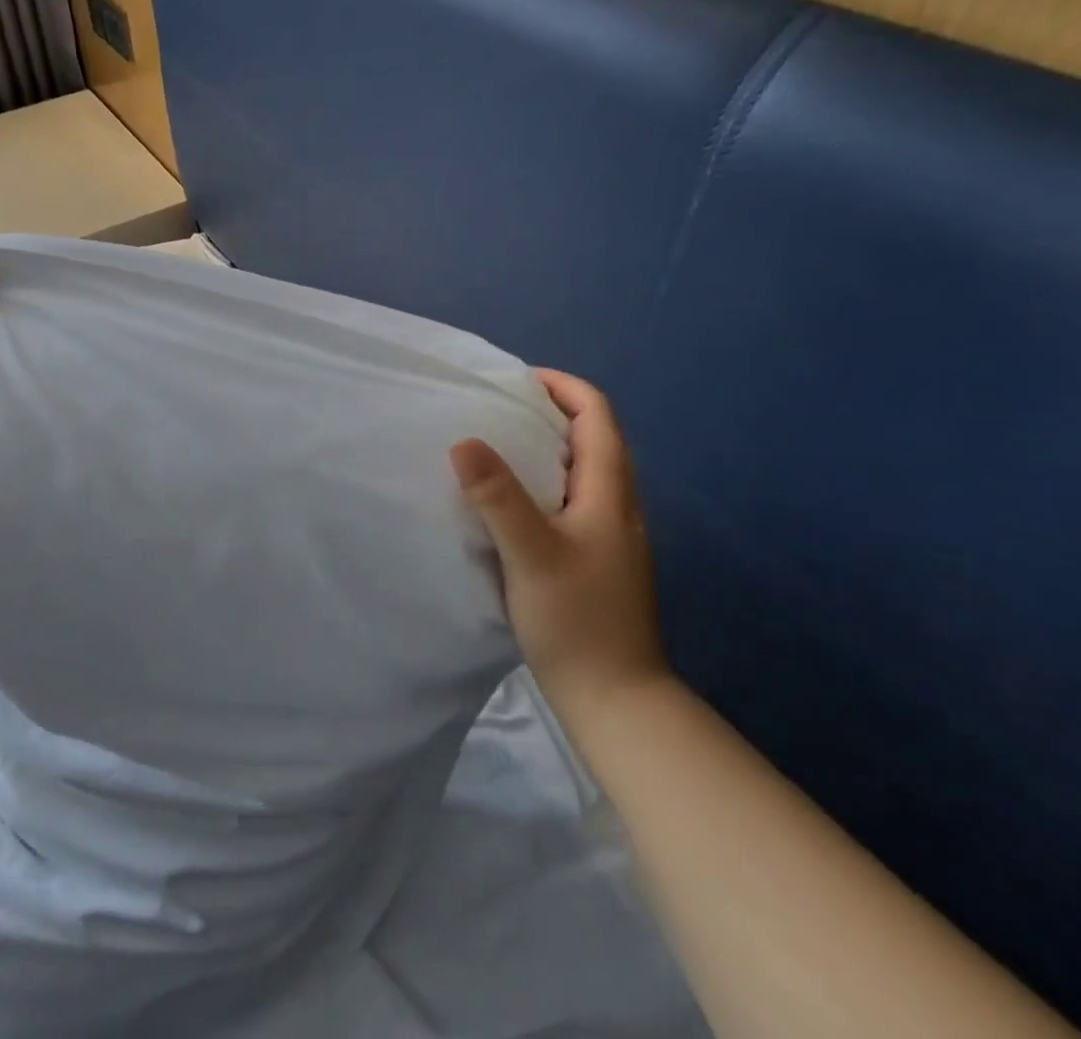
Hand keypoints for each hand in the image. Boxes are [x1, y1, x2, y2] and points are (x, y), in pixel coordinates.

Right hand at [451, 369, 668, 703]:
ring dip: (546, 445)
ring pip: (582, 469)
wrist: (616, 700)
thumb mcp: (531, 553)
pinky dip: (543, 480)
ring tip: (496, 445)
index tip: (515, 380)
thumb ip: (498, 496)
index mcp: (610, 492)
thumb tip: (464, 440)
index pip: (597, 414)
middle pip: (593, 436)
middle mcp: (617, 505)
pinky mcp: (597, 558)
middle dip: (550, 410)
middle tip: (497, 408)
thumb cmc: (577, 621)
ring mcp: (610, 534)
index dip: (562, 386)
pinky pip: (572, 498)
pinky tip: (510, 501)